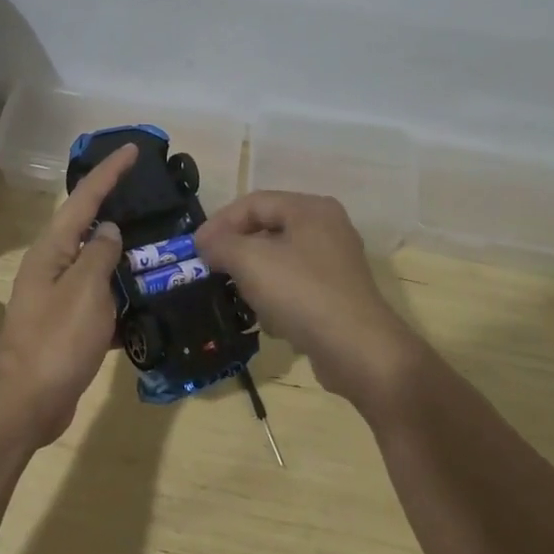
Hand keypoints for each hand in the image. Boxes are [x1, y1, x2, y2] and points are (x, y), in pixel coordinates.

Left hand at [0, 144, 137, 445]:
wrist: (26, 403)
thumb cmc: (56, 339)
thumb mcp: (85, 289)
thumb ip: (101, 254)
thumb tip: (109, 230)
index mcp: (53, 250)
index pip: (85, 199)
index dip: (109, 173)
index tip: (133, 150)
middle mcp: (54, 267)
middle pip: (90, 229)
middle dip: (119, 211)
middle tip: (154, 199)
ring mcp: (60, 299)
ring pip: (99, 267)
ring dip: (126, 259)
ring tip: (162, 248)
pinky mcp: (70, 328)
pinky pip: (103, 302)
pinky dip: (124, 299)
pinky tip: (151, 303)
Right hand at [195, 190, 427, 415]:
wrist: (358, 350)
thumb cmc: (301, 293)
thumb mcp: (250, 261)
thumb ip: (221, 244)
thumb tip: (206, 243)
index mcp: (310, 209)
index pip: (253, 202)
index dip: (219, 222)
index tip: (195, 249)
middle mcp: (327, 228)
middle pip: (267, 230)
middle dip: (236, 252)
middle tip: (211, 270)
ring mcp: (335, 263)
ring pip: (279, 261)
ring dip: (254, 279)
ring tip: (238, 297)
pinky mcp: (338, 295)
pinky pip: (295, 287)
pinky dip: (277, 299)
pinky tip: (270, 321)